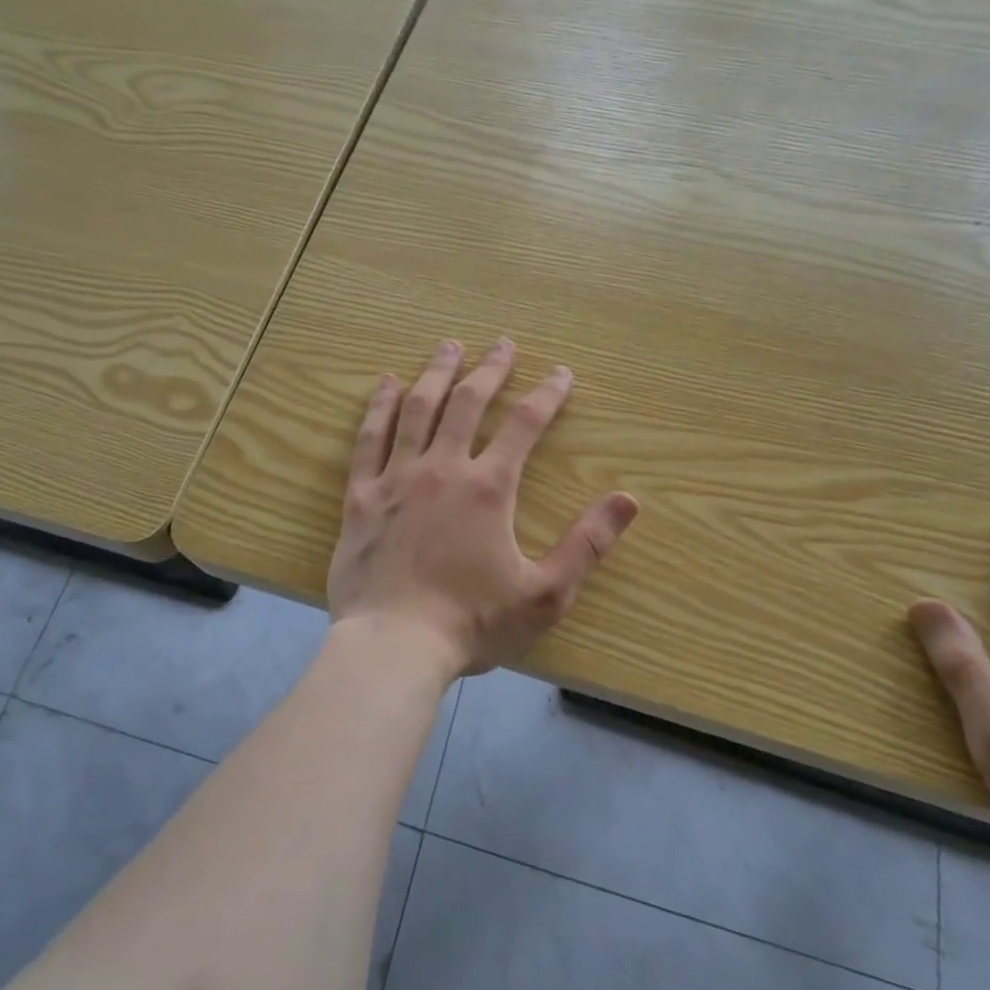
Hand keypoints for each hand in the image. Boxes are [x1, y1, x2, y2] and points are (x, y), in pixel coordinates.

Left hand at [327, 337, 639, 682]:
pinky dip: (380, 407)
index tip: (560, 373)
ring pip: (417, 409)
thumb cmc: (470, 623)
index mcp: (488, 488)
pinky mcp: (361, 496)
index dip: (547, 394)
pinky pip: (369, 439)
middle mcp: (442, 469)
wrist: (392, 646)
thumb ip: (586, 545)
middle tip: (502, 343)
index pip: (524, 425)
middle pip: (468, 403)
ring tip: (449, 346)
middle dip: (489, 369)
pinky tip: (387, 385)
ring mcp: (396, 478)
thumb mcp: (543, 594)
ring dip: (436, 373)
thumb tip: (628, 500)